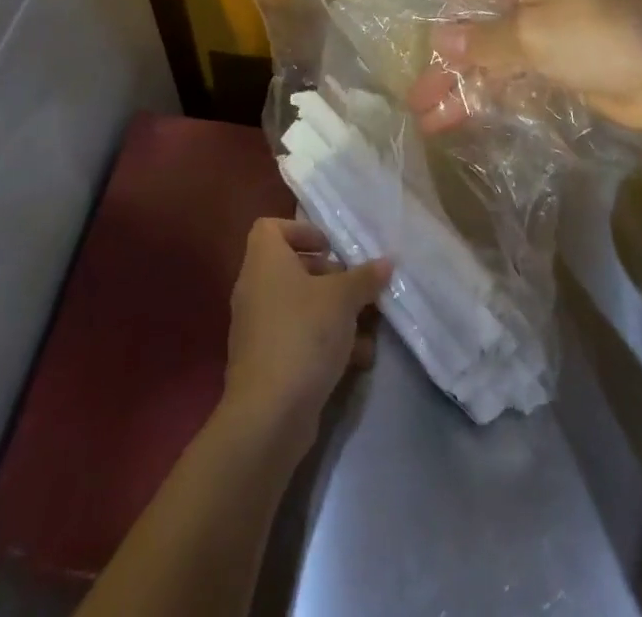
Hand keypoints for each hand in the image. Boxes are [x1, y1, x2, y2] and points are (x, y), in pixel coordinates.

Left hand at [223, 219, 389, 443]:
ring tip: (367, 327)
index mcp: (264, 262)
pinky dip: (324, 342)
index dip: (301, 231)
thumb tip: (386, 262)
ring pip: (299, 306)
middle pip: (291, 267)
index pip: (270, 227)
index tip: (331, 248)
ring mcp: (257, 328)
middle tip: (357, 288)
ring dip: (334, 313)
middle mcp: (255, 289)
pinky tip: (358, 359)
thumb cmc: (304, 334)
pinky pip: (297, 337)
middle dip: (329, 277)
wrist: (269, 414)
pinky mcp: (266, 362)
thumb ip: (365, 277)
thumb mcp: (343, 299)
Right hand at [408, 0, 641, 131]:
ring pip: (490, 57)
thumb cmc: (599, 37)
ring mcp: (542, 35)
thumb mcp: (533, 34)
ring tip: (428, 121)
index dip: (445, 8)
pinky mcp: (555, 68)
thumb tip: (440, 41)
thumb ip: (483, 40)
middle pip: (475, 25)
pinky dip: (488, 97)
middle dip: (446, 61)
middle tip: (415, 97)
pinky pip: (511, 79)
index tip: (425, 42)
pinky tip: (461, 121)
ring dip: (462, 86)